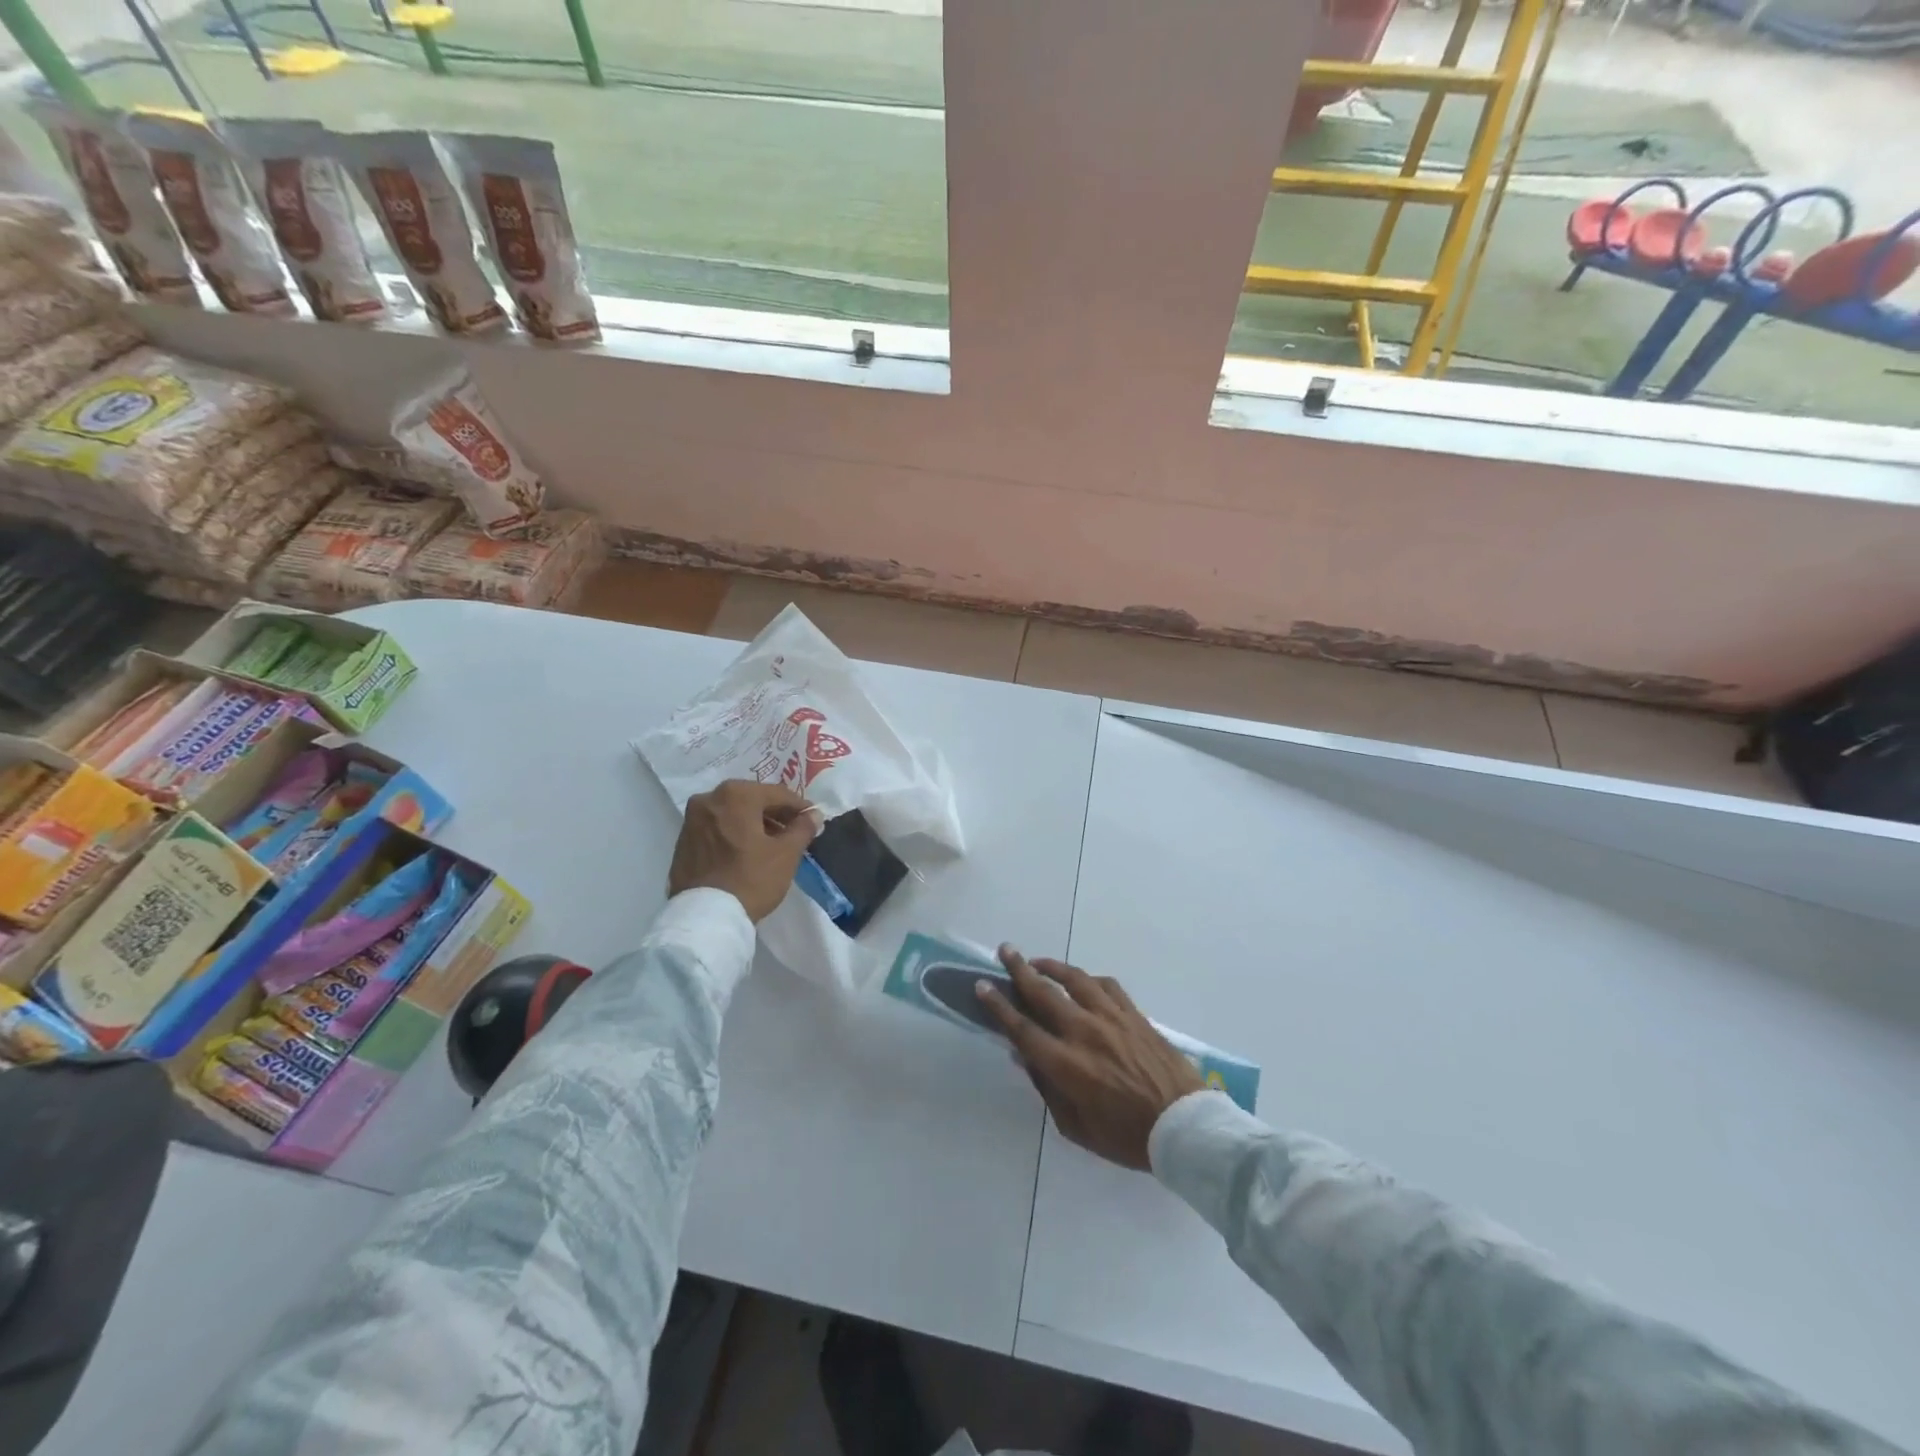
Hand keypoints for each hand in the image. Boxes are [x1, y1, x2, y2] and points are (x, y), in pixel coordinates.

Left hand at [668, 780, 822, 922]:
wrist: (705, 918)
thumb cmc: (751, 879)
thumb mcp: (786, 854)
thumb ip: (803, 828)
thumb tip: (814, 814)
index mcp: (736, 795)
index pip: (777, 794)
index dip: (799, 806)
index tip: (813, 818)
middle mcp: (709, 798)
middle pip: (752, 800)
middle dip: (775, 814)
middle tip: (794, 831)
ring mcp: (692, 820)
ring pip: (732, 813)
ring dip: (754, 823)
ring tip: (772, 844)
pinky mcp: (683, 841)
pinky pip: (717, 828)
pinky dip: (734, 833)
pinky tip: (747, 852)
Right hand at [976, 948, 1202, 1170]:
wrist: (1184, 1126)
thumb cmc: (1127, 1137)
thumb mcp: (1077, 1127)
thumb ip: (1048, 1089)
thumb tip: (1025, 1058)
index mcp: (1066, 1064)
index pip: (1022, 1027)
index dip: (998, 1006)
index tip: (982, 985)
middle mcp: (1084, 1032)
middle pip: (1043, 992)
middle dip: (1019, 969)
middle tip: (1005, 950)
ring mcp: (1111, 1018)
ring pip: (1074, 979)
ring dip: (1052, 966)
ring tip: (1037, 962)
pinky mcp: (1134, 1014)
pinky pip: (1106, 985)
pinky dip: (1088, 979)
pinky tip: (1082, 981)